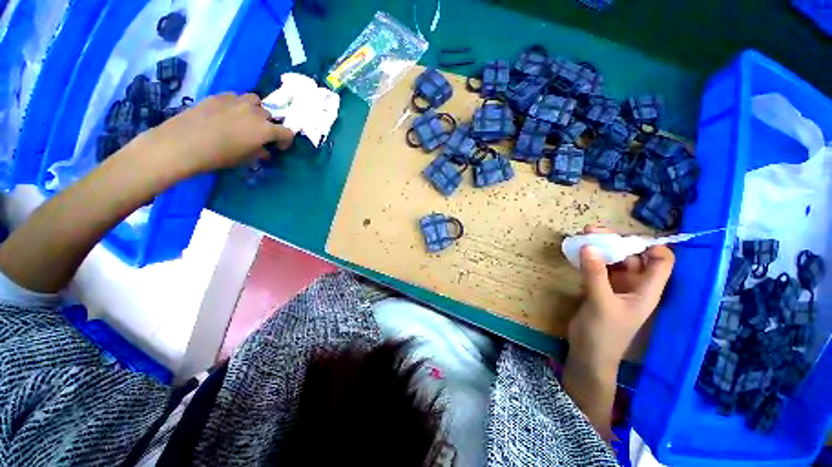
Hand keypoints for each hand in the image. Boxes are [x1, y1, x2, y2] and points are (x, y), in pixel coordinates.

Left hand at [131, 92, 294, 174]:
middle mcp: (256, 112)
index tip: (278, 147)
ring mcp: (237, 100)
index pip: (287, 132)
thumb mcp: (246, 159)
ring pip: (255, 101)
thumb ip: (260, 152)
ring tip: (245, 119)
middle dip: (268, 125)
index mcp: (266, 129)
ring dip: (255, 110)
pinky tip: (227, 114)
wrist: (184, 143)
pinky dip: (237, 105)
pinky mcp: (219, 96)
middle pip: (270, 115)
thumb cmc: (220, 156)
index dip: (285, 141)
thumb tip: (264, 150)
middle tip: (259, 135)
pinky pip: (236, 97)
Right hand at [567, 226, 674, 374]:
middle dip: (615, 241)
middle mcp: (634, 285)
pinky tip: (576, 253)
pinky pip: (597, 268)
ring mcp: (616, 287)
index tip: (623, 235)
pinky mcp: (599, 289)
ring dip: (599, 249)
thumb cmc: (603, 333)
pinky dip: (589, 259)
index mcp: (646, 289)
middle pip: (632, 256)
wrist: (588, 353)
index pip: (661, 261)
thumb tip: (588, 246)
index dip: (649, 245)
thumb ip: (595, 274)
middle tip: (590, 230)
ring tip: (581, 237)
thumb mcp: (601, 303)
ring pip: (613, 260)